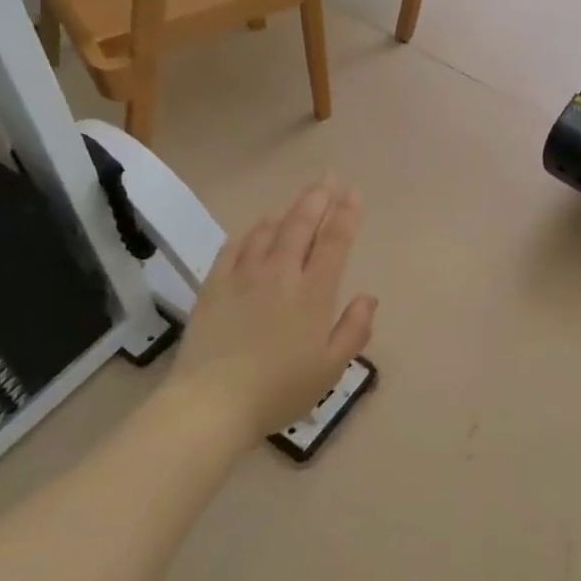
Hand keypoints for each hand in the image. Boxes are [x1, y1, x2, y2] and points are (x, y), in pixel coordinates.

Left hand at [167, 177, 376, 440]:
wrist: (212, 403)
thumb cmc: (280, 390)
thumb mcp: (330, 369)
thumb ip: (354, 329)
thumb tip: (369, 297)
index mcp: (313, 293)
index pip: (334, 242)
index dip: (346, 214)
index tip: (353, 192)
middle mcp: (280, 274)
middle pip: (301, 225)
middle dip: (318, 198)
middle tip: (328, 177)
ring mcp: (243, 277)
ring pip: (268, 231)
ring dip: (287, 211)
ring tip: (298, 201)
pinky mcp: (214, 286)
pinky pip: (234, 247)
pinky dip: (250, 232)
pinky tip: (256, 228)